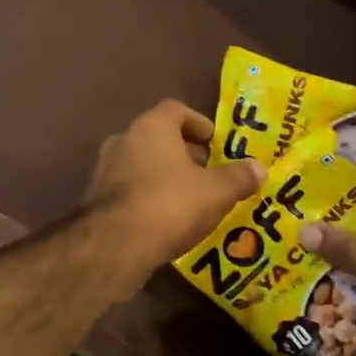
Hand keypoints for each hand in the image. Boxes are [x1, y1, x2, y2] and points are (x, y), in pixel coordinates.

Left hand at [85, 99, 264, 291]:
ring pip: (142, 164)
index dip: (199, 124)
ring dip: (165, 177)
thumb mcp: (216, 192)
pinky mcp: (96, 199)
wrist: (114, 246)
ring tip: (191, 200)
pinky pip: (129, 189)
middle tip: (209, 175)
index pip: (176, 110)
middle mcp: (123, 139)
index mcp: (151, 126)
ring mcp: (104, 169)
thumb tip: (259, 168)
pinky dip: (148, 197)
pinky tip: (166, 221)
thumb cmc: (170, 205)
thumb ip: (238, 177)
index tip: (216, 144)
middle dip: (185, 154)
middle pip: (158, 137)